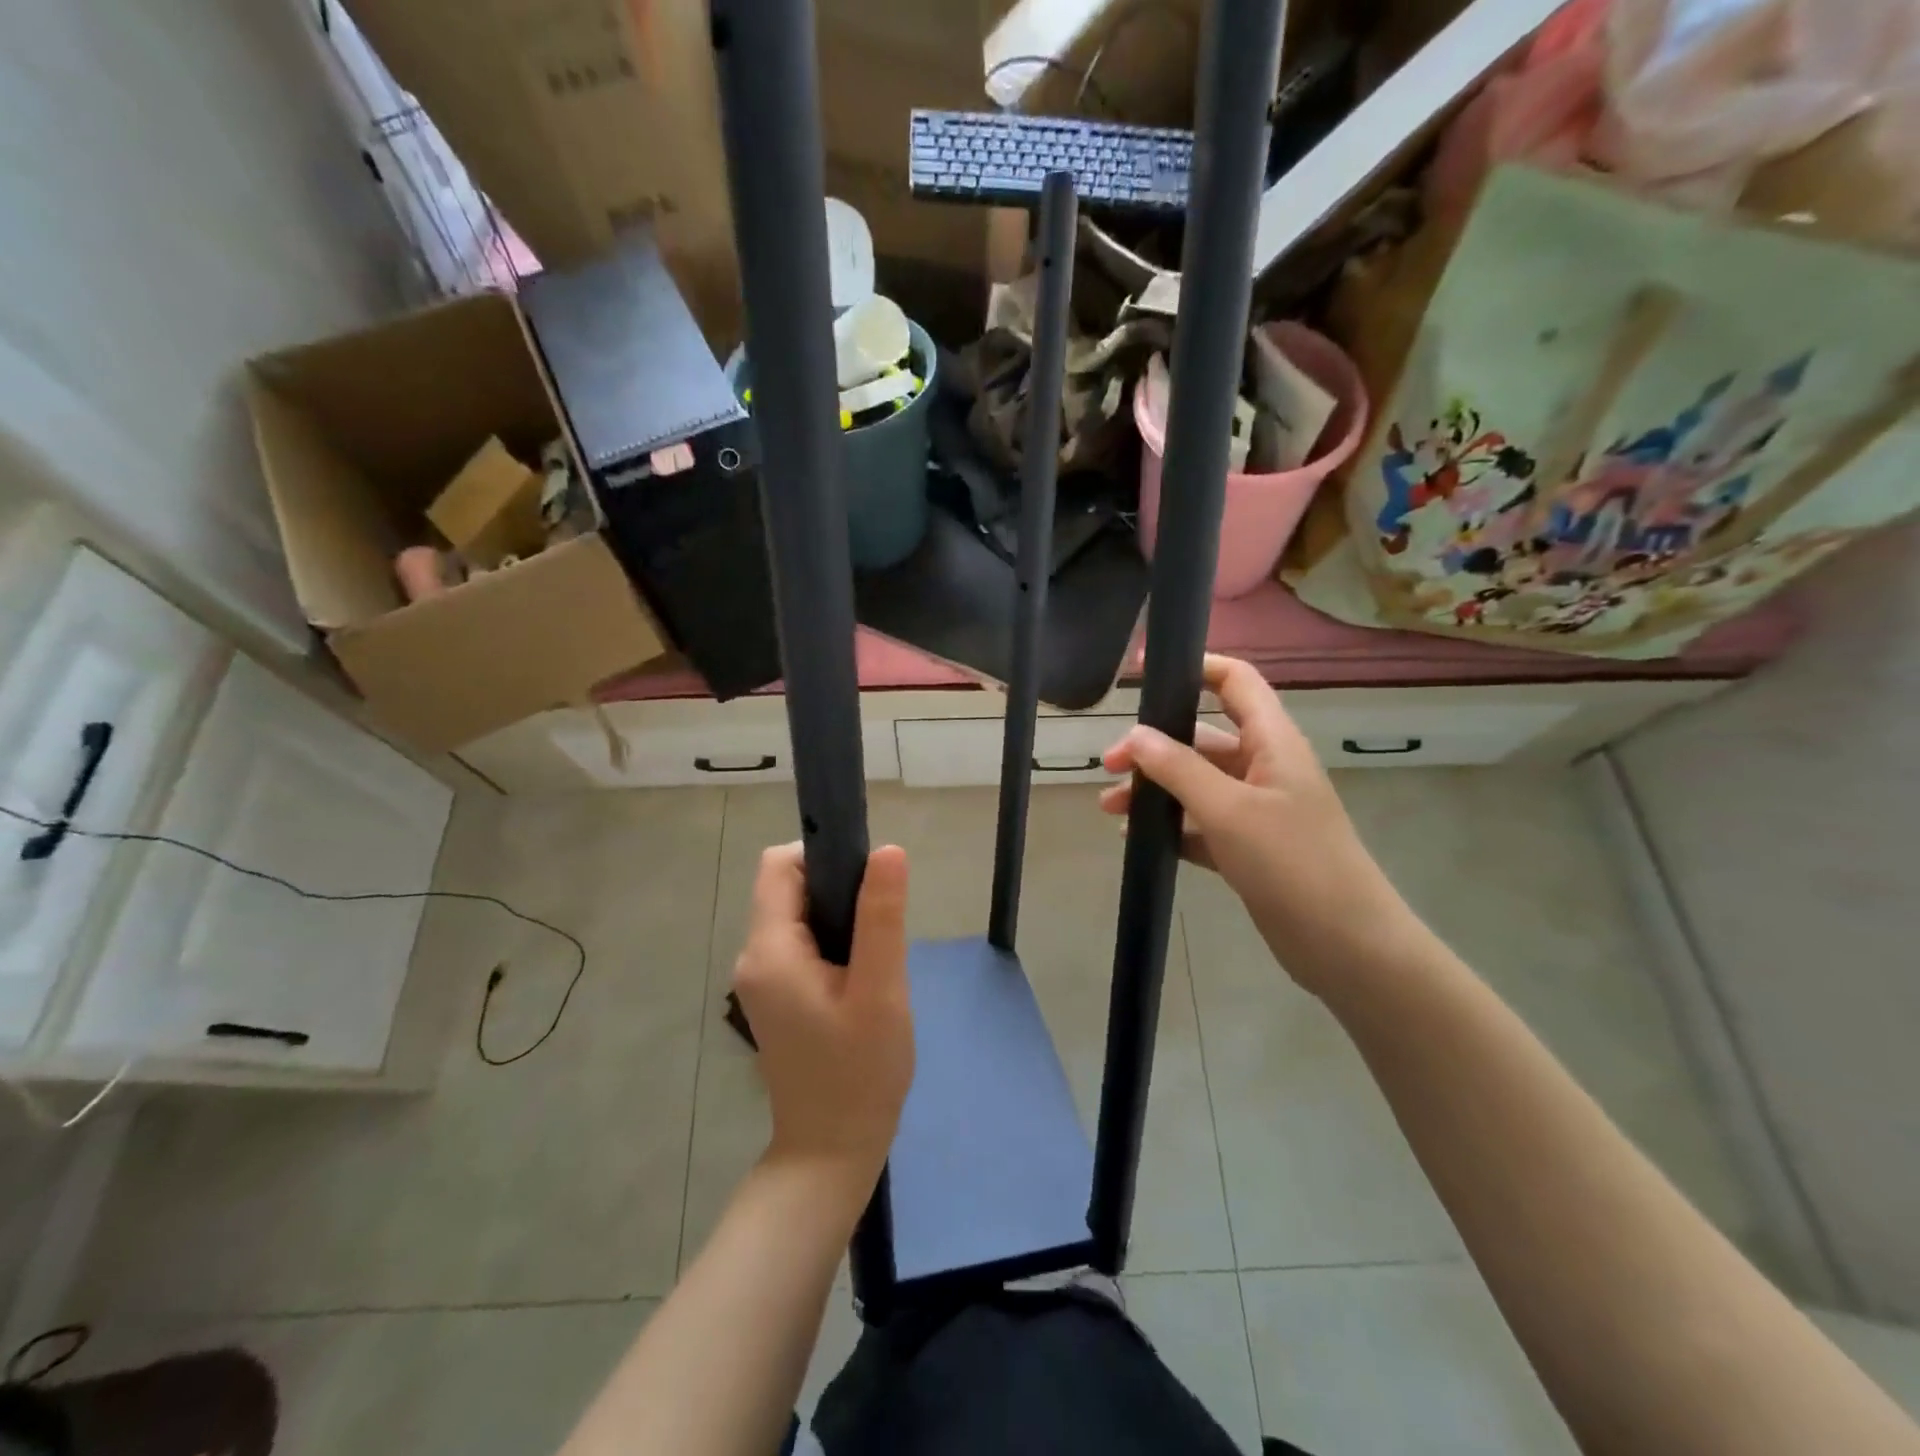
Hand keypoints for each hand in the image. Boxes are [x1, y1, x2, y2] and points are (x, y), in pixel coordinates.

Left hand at [733, 843, 913, 1196]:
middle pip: (788, 888)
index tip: (868, 881)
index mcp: (769, 950)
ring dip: (838, 919)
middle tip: (881, 927)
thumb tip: (888, 850)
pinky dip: (832, 943)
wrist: (832, 1152)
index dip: (823, 856)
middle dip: (837, 891)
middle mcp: (753, 957)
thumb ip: (881, 916)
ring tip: (875, 957)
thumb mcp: (881, 990)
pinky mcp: (775, 996)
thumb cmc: (860, 1072)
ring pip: (798, 915)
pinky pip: (800, 944)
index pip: (780, 866)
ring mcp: (761, 980)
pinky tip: (862, 977)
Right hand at [1098, 654, 1410, 994]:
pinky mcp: (1249, 847)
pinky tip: (1138, 838)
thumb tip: (1134, 735)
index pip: (1235, 682)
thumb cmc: (1292, 863)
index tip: (1141, 674)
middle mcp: (1265, 768)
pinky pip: (1201, 823)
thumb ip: (1179, 769)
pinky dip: (1171, 826)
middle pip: (1202, 738)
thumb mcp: (1229, 810)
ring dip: (1156, 790)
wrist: (1346, 946)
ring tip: (1110, 809)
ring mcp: (1258, 810)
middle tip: (1110, 766)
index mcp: (1272, 742)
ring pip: (1196, 784)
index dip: (1193, 667)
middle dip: (1154, 747)